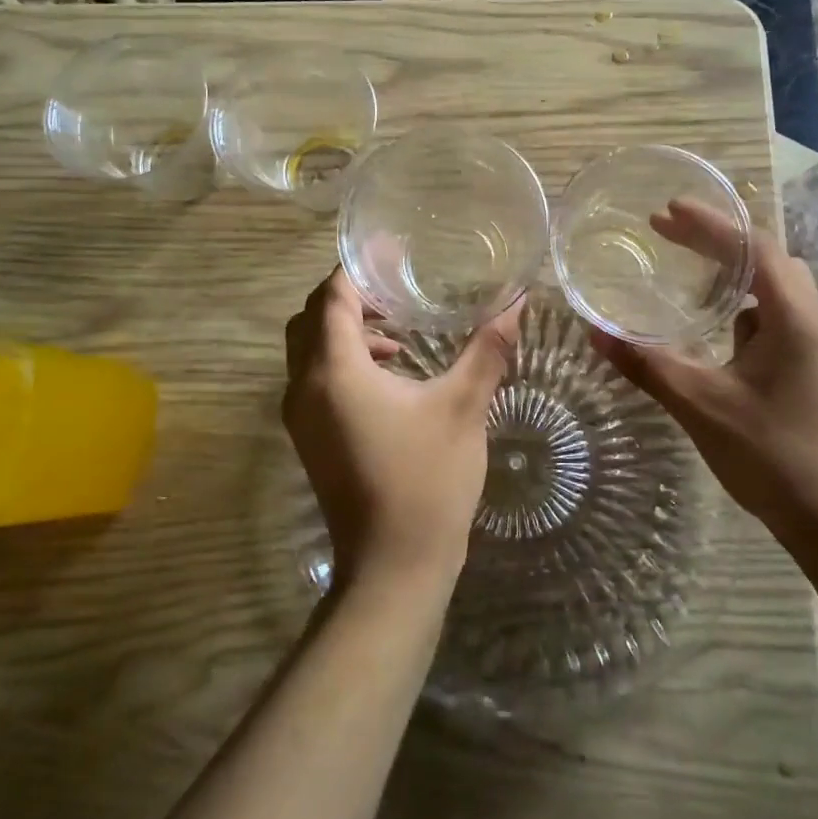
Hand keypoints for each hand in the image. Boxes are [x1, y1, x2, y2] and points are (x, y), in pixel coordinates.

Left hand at [282, 269, 521, 586]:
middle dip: (348, 296)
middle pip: (311, 319)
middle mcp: (304, 387)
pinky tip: (391, 375)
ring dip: (345, 330)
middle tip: (394, 287)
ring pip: (309, 350)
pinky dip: (343, 361)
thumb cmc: (427, 480)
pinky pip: (314, 379)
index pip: (331, 297)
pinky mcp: (309, 438)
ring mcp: (300, 416)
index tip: (391, 252)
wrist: (393, 567)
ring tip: (398, 332)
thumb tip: (517, 300)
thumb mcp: (462, 407)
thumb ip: (487, 348)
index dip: (357, 267)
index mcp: (334, 371)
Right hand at [589, 201, 817, 557]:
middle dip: (717, 240)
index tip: (667, 209)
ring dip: (733, 271)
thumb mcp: (701, 406)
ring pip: (776, 288)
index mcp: (797, 319)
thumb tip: (595, 332)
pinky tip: (718, 325)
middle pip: (767, 258)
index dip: (710, 222)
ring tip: (688, 267)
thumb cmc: (774, 457)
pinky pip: (779, 317)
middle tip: (667, 231)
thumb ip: (647, 364)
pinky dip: (745, 305)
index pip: (754, 247)